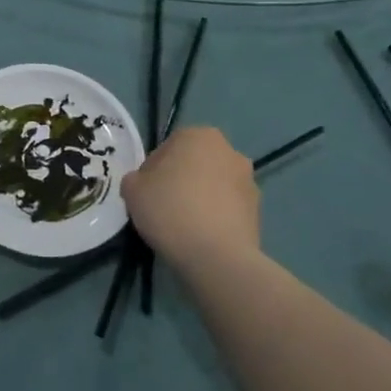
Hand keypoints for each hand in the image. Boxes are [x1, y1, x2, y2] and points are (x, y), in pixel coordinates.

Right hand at [121, 127, 260, 271]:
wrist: (217, 255)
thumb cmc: (170, 210)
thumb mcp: (132, 190)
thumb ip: (135, 179)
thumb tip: (145, 184)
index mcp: (198, 135)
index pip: (166, 148)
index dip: (152, 172)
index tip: (146, 194)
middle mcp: (229, 150)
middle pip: (194, 164)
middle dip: (180, 181)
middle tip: (163, 208)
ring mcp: (248, 180)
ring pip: (213, 185)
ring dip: (200, 198)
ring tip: (184, 226)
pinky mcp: (258, 209)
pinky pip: (227, 207)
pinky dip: (216, 216)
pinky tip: (202, 236)